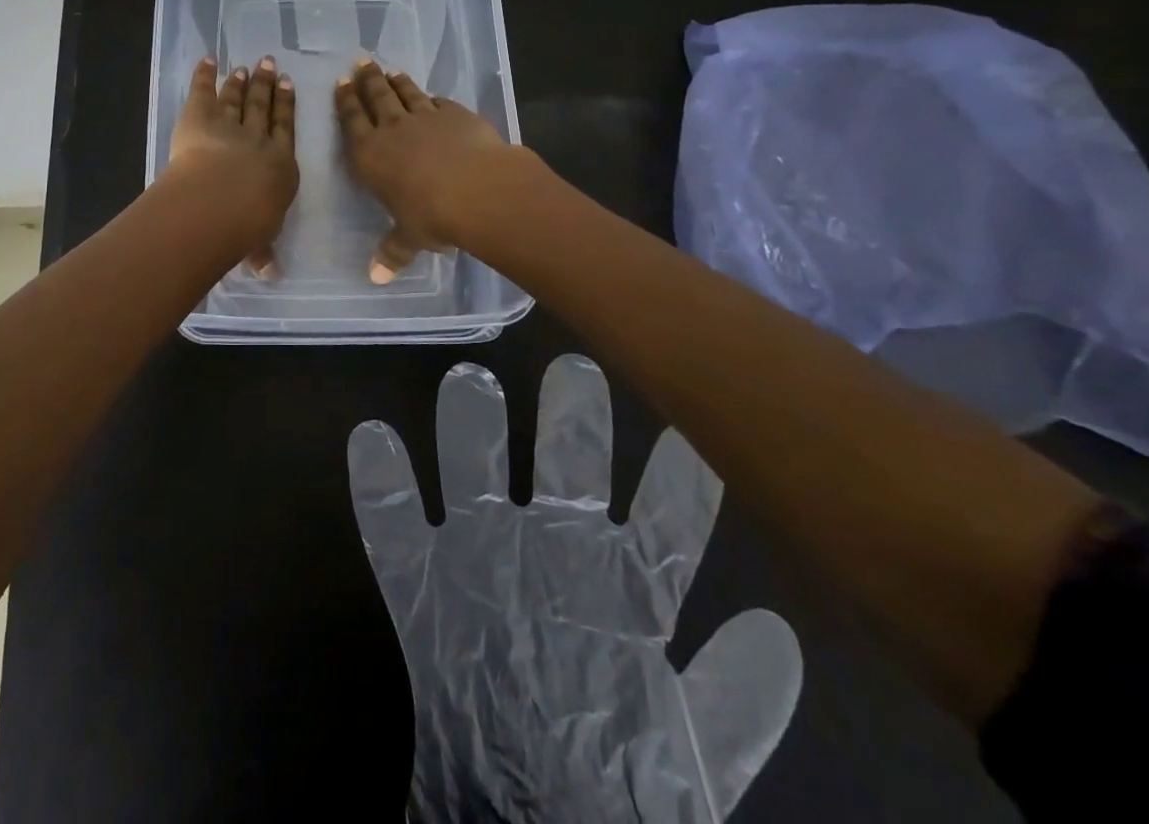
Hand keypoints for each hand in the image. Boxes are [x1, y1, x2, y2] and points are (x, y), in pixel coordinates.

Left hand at [166, 54, 298, 277]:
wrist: (223, 199)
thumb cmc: (249, 224)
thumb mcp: (260, 241)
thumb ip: (263, 252)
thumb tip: (270, 275)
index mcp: (279, 165)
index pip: (284, 131)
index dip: (287, 108)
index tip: (289, 87)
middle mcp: (258, 140)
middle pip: (264, 108)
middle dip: (267, 86)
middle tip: (271, 65)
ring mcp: (228, 124)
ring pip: (237, 99)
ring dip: (241, 82)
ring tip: (246, 67)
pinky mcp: (199, 116)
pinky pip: (203, 91)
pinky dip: (204, 75)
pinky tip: (208, 61)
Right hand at [334, 59, 508, 282]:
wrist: (479, 189)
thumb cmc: (432, 216)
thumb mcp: (409, 238)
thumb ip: (393, 252)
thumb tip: (377, 279)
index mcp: (370, 154)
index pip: (352, 121)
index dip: (345, 102)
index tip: (341, 83)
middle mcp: (393, 129)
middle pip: (376, 97)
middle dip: (367, 80)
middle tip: (361, 63)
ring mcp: (426, 117)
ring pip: (407, 93)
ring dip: (396, 81)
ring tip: (389, 70)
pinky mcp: (457, 115)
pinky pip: (439, 102)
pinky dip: (432, 97)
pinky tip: (431, 96)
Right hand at [349, 358, 801, 823]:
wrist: (536, 821)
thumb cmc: (613, 784)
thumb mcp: (690, 758)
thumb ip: (734, 699)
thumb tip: (774, 629)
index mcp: (622, 587)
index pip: (662, 523)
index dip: (679, 482)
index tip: (688, 428)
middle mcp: (552, 554)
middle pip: (564, 467)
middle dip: (571, 419)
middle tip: (574, 370)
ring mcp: (482, 558)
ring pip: (474, 470)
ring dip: (470, 428)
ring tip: (469, 382)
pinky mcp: (420, 585)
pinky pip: (391, 525)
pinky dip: (380, 484)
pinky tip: (374, 439)